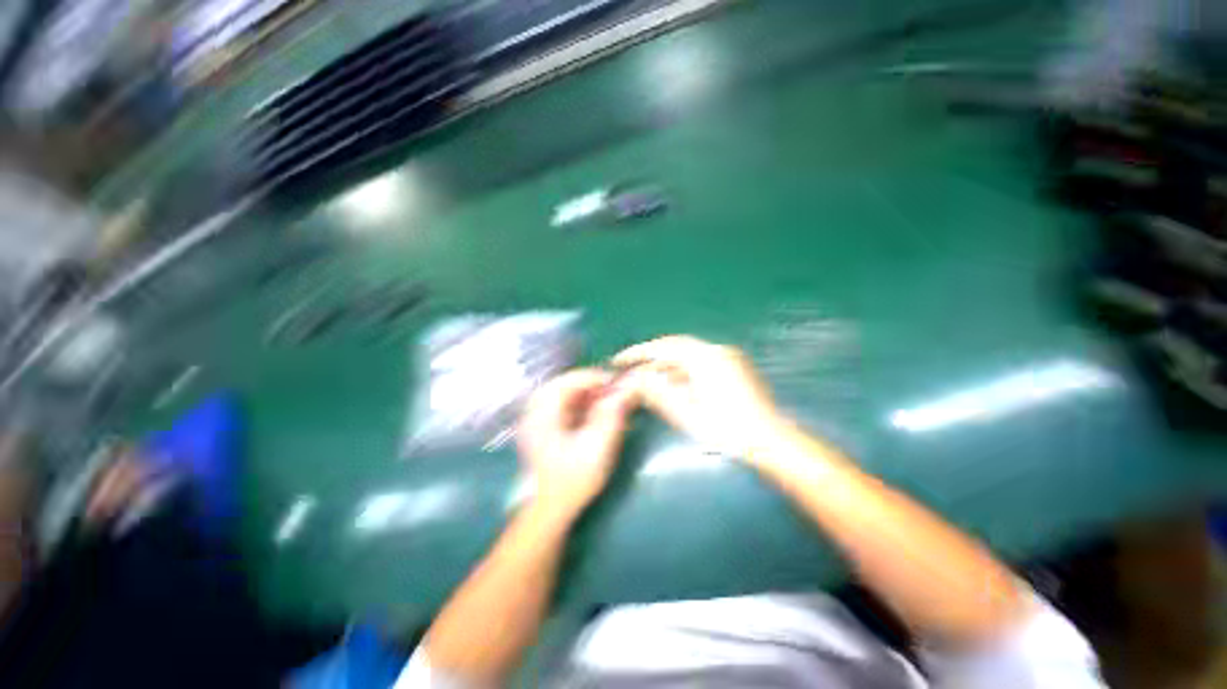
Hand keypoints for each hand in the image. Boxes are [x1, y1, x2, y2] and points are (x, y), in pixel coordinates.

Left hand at [518, 369, 637, 519]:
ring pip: (564, 393)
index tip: (618, 383)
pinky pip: (563, 405)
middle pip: (566, 383)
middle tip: (613, 391)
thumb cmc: (574, 479)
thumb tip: (625, 389)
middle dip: (592, 384)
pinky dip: (581, 404)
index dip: (595, 377)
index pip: (569, 380)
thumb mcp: (598, 446)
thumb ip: (611, 414)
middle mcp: (535, 410)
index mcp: (543, 413)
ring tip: (607, 402)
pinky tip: (594, 413)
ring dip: (587, 393)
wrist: (551, 509)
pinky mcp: (543, 426)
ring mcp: (537, 418)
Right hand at [613, 336, 787, 458]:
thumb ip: (658, 392)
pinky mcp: (735, 367)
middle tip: (632, 370)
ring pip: (688, 356)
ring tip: (649, 381)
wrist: (771, 442)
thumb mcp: (686, 413)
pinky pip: (700, 363)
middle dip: (652, 358)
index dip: (639, 353)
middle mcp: (717, 350)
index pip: (663, 347)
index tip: (619, 360)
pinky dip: (683, 371)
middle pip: (675, 348)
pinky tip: (674, 385)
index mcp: (705, 357)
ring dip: (667, 366)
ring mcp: (728, 358)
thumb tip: (635, 377)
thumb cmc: (727, 430)